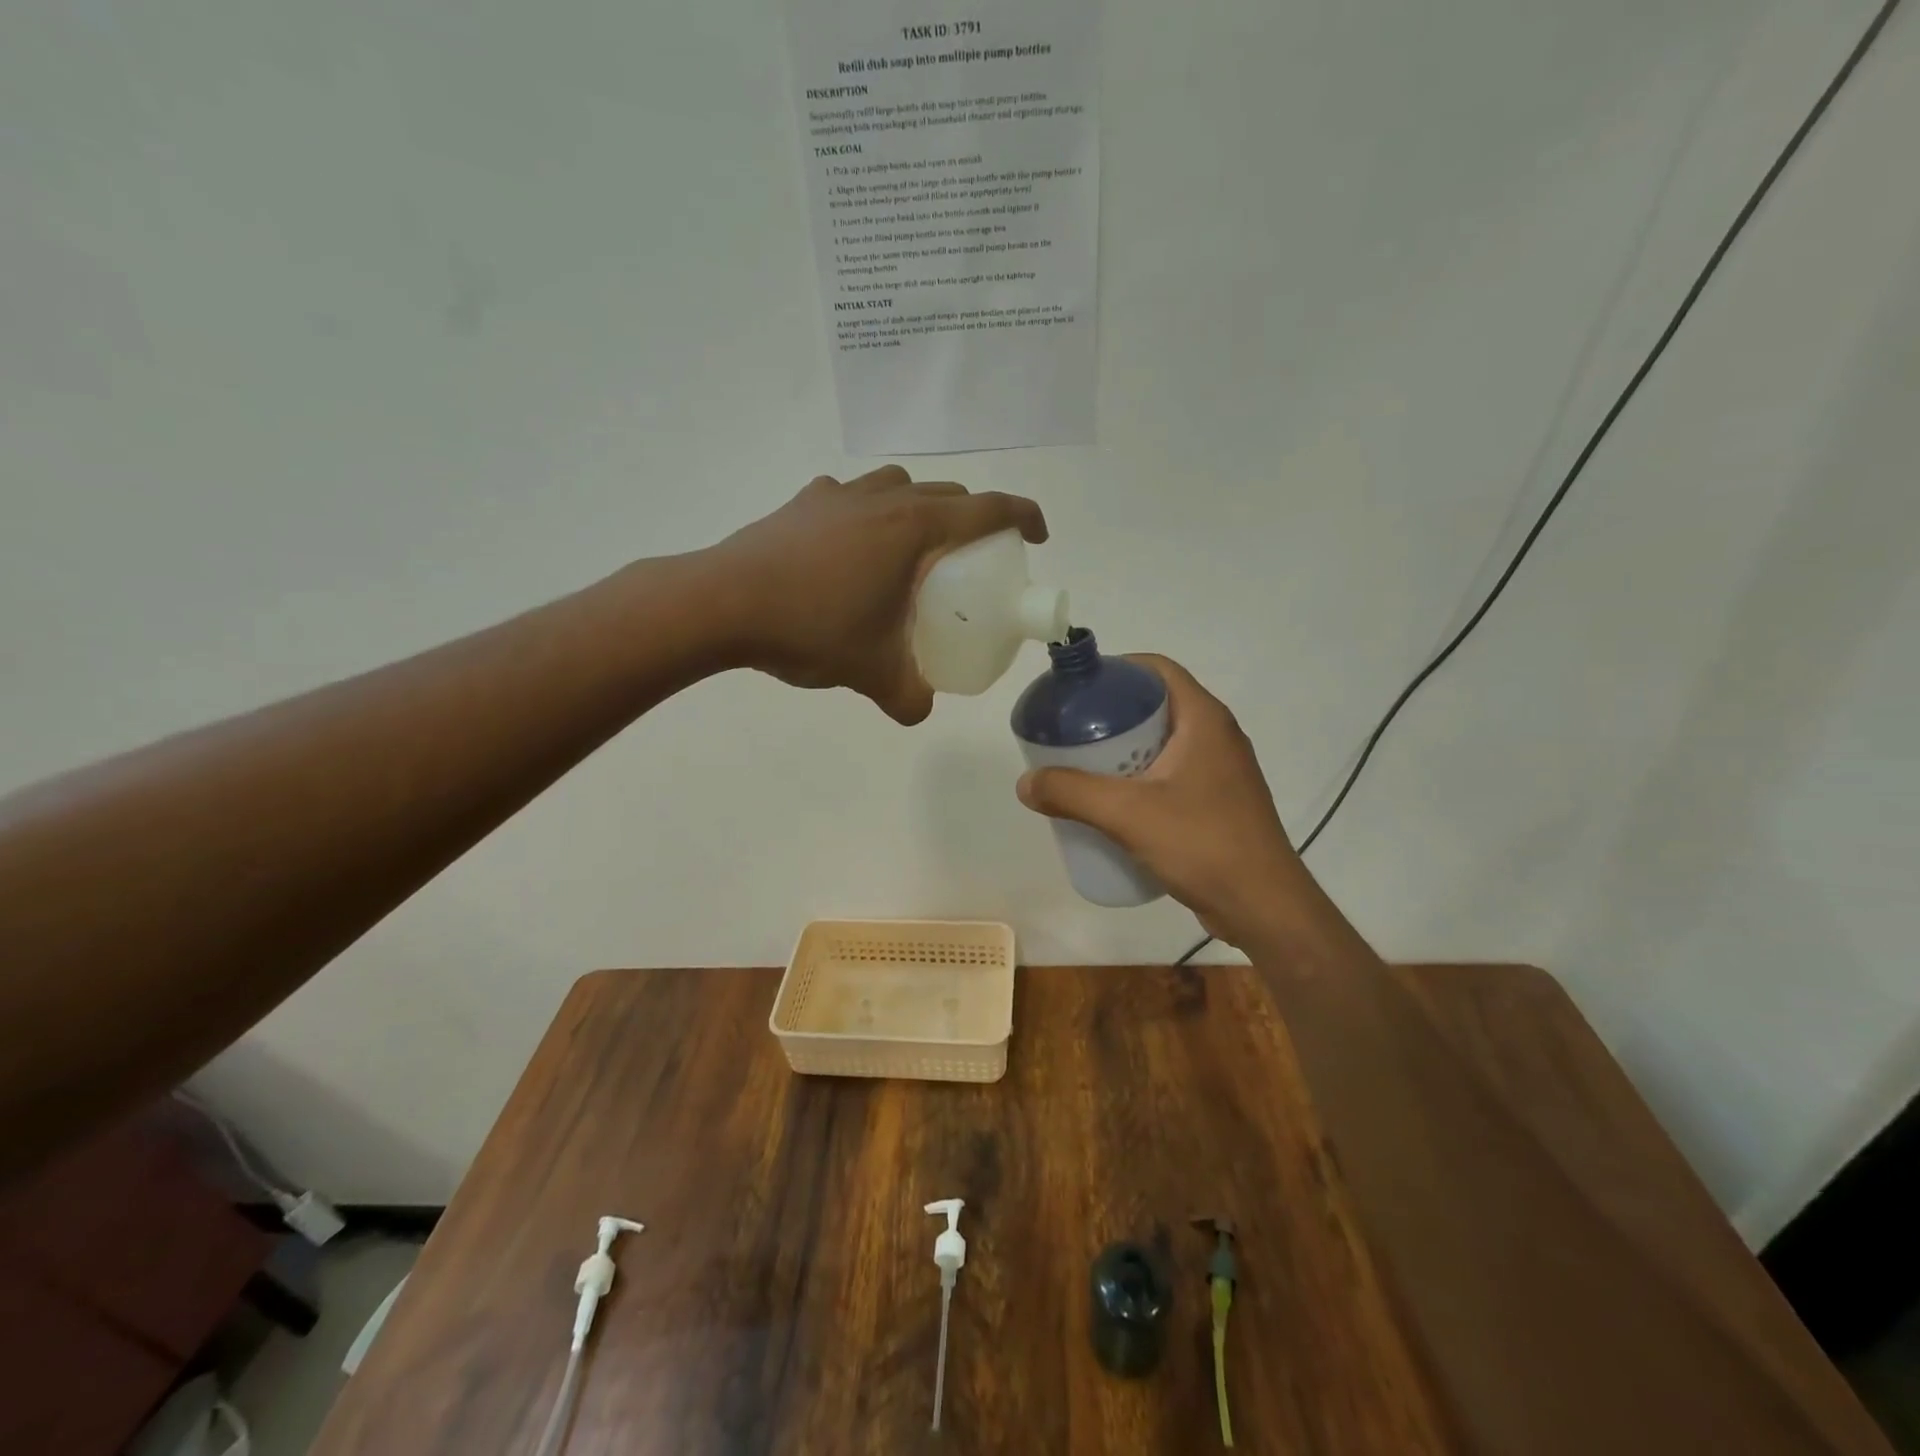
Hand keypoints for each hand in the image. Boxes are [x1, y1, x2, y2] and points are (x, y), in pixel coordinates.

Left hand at [709, 465, 1046, 723]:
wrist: (720, 604)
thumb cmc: (810, 629)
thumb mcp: (871, 673)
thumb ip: (908, 697)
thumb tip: (920, 710)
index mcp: (914, 529)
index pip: (988, 509)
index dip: (1023, 516)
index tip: (1037, 536)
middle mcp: (883, 499)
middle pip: (947, 494)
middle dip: (973, 519)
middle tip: (972, 560)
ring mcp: (838, 495)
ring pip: (899, 486)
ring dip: (921, 508)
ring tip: (914, 551)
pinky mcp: (803, 503)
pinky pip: (853, 497)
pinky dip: (869, 514)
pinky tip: (853, 550)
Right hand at [1016, 656, 1312, 952]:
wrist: (1264, 907)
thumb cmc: (1202, 845)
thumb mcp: (1128, 814)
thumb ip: (1071, 793)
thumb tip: (1025, 783)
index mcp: (1204, 719)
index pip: (1157, 669)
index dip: (1115, 669)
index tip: (1077, 690)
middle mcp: (1216, 736)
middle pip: (1155, 705)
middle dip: (1110, 715)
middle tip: (1070, 733)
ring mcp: (1220, 771)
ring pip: (1162, 743)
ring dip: (1123, 750)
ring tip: (1082, 768)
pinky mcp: (1218, 802)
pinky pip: (1171, 774)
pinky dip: (1139, 778)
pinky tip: (1113, 804)